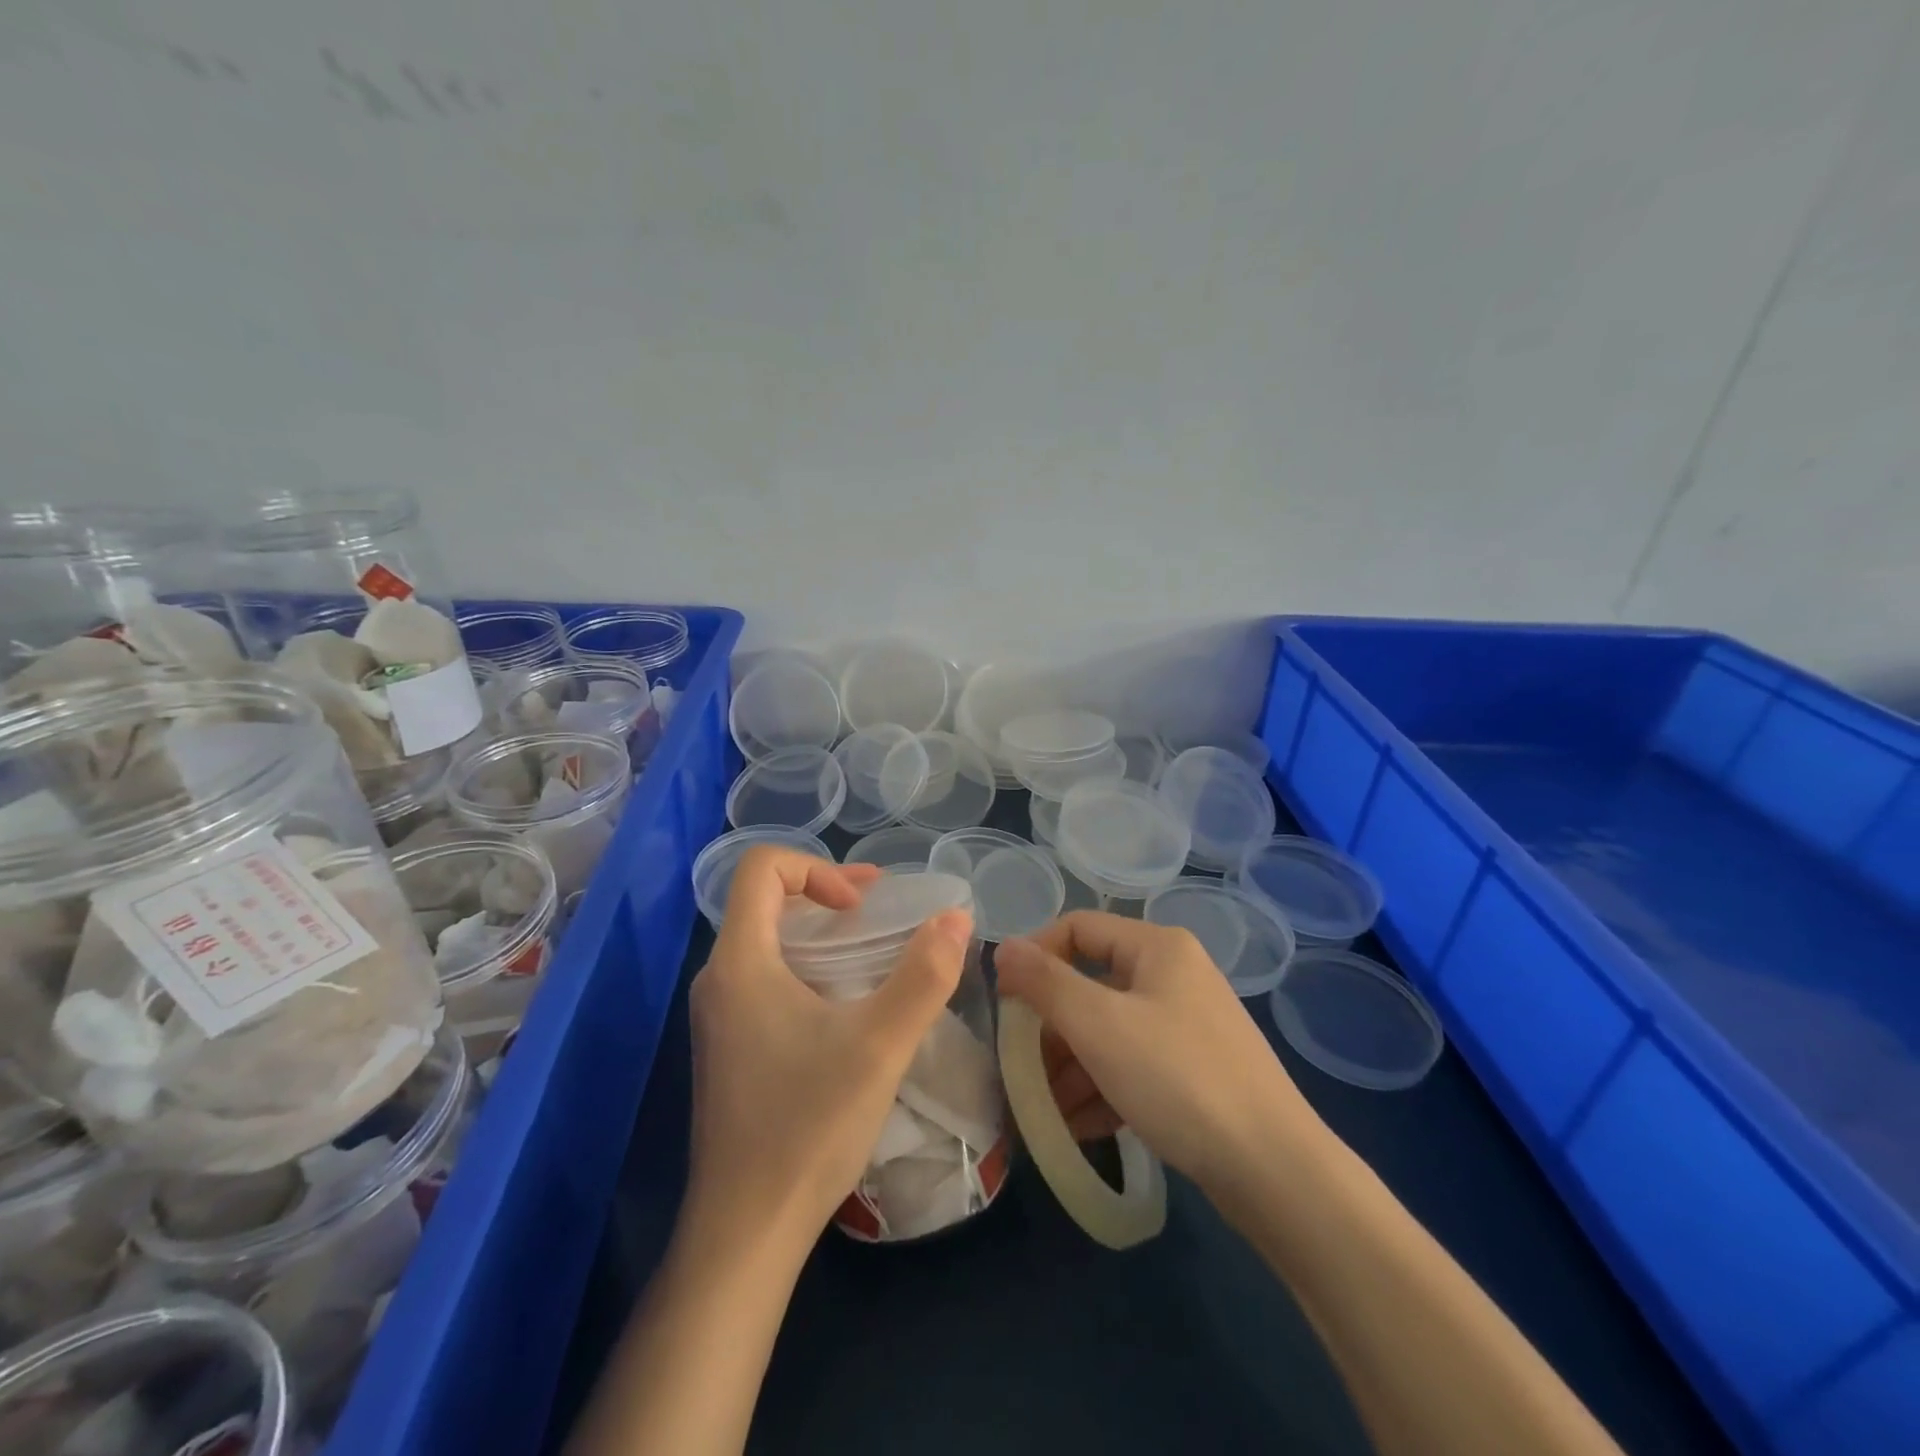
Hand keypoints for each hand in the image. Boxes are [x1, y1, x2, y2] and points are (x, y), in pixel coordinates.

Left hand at [687, 847, 972, 1248]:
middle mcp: (718, 979)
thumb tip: (957, 918)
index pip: (759, 868)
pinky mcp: (728, 1046)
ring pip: (766, 941)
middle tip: (879, 913)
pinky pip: (764, 978)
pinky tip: (845, 1008)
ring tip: (871, 954)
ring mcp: (718, 1016)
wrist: (746, 1231)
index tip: (860, 906)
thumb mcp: (880, 1045)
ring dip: (819, 933)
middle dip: (826, 894)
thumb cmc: (808, 1126)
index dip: (816, 868)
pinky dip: (807, 968)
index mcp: (740, 963)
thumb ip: (924, 976)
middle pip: (764, 901)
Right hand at [995, 912, 1322, 1195]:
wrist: (1275, 1171)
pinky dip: (1103, 1089)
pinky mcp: (1196, 1071)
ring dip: (1071, 1067)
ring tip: (1043, 1111)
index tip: (1005, 1002)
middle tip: (1021, 1068)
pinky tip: (1077, 1128)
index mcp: (1157, 947)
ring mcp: (1188, 1025)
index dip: (1036, 956)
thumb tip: (1004, 948)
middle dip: (1052, 1028)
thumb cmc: (1177, 1078)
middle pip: (1092, 984)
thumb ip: (1044, 983)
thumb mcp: (1099, 1026)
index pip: (1078, 928)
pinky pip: (1134, 1065)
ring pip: (1110, 1031)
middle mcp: (1174, 975)